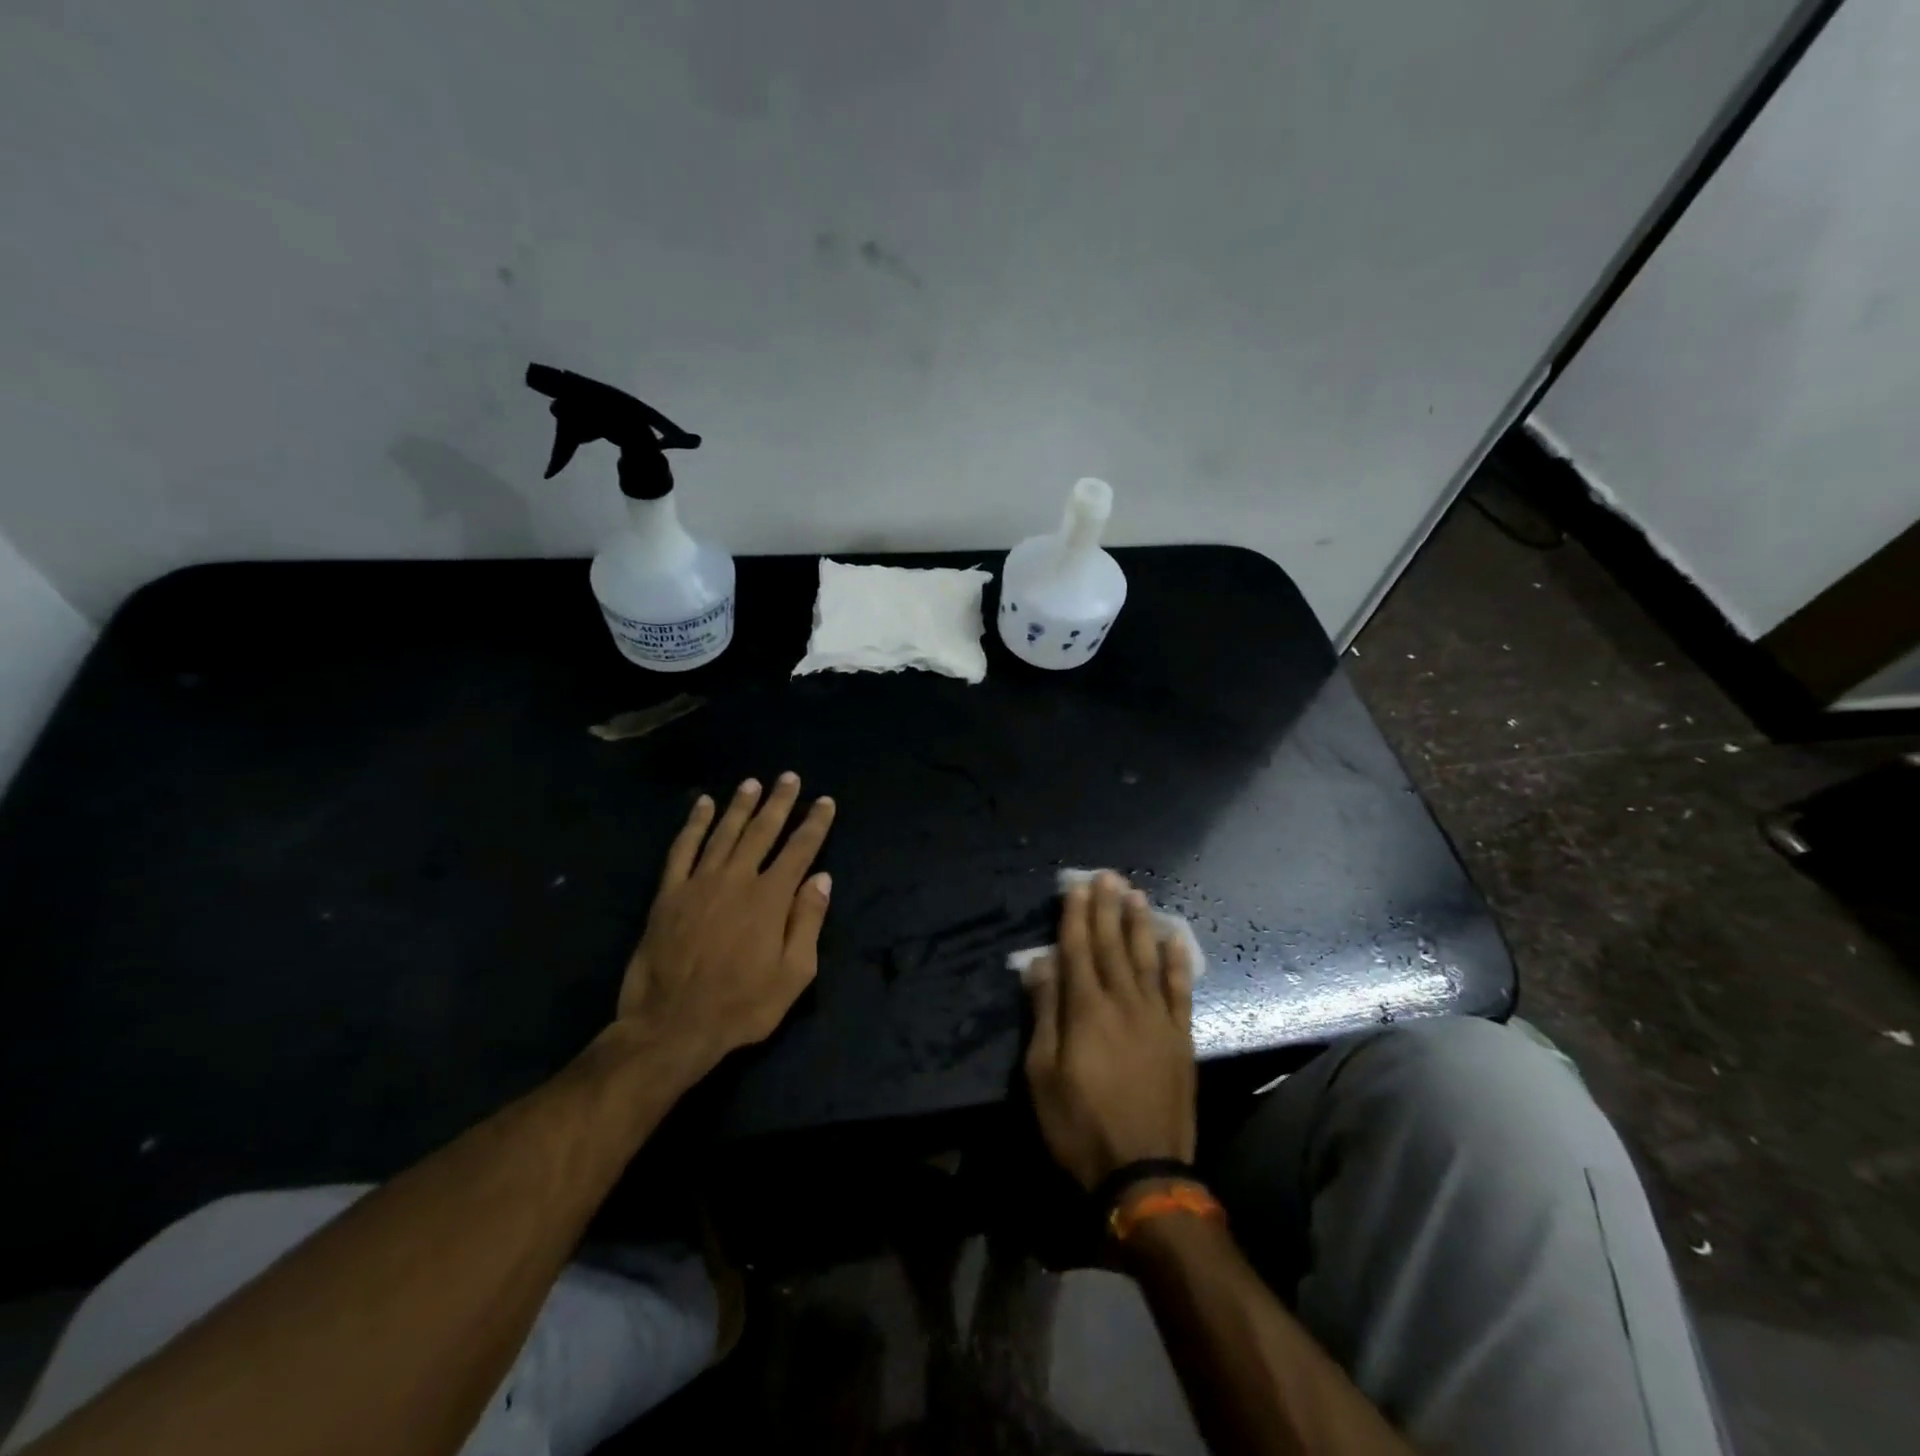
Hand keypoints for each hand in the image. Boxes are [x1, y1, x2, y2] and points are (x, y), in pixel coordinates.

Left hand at [616, 773, 835, 1074]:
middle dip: (779, 802)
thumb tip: (821, 879)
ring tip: (752, 783)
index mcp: (771, 898)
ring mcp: (699, 883)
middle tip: (789, 777)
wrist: (671, 1026)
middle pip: (763, 831)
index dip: (815, 824)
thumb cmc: (741, 1005)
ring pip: (724, 832)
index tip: (825, 802)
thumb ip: (808, 922)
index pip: (800, 850)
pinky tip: (702, 805)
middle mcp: (737, 879)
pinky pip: (682, 849)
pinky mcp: (669, 894)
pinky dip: (693, 824)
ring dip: (740, 806)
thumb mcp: (793, 975)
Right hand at [1024, 872, 1195, 1189]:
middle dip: (1107, 908)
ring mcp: (1157, 1018)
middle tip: (1107, 876)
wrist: (1144, 1172)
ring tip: (1136, 895)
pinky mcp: (1180, 1037)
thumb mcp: (1042, 1074)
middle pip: (1112, 945)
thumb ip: (1044, 1013)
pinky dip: (1178, 962)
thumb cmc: (1079, 1125)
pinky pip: (1180, 990)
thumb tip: (1041, 963)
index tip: (1077, 887)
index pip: (1078, 949)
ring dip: (1140, 924)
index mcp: (1086, 1010)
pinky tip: (1175, 939)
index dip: (1076, 916)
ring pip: (1147, 959)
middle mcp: (1124, 1002)